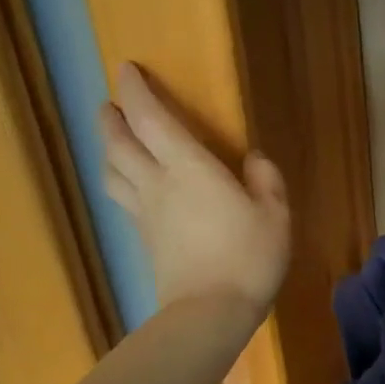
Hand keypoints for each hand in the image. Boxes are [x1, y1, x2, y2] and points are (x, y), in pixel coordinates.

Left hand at [102, 63, 289, 316]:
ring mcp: (146, 214)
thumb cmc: (248, 257)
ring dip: (109, 149)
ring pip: (113, 172)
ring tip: (115, 140)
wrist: (209, 314)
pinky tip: (133, 185)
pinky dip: (121, 180)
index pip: (151, 119)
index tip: (126, 69)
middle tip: (112, 104)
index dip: (135, 92)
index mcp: (188, 169)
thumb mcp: (275, 215)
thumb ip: (265, 180)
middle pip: (119, 144)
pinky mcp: (145, 240)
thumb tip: (253, 159)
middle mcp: (157, 184)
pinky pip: (123, 199)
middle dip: (112, 118)